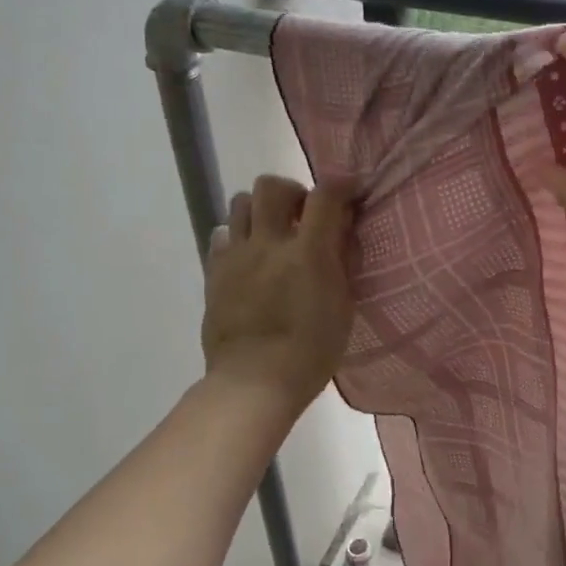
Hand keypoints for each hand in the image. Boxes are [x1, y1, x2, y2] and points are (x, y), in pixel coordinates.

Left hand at [201, 175, 356, 408]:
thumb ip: (341, 262)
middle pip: (271, 187)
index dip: (341, 184)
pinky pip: (221, 236)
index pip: (325, 195)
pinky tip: (250, 258)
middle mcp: (269, 243)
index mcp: (308, 253)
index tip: (351, 188)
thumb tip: (341, 230)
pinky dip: (237, 237)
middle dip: (292, 191)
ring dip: (260, 209)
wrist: (254, 382)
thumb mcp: (343, 307)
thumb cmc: (311, 352)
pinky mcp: (214, 273)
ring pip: (239, 203)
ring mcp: (236, 256)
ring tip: (273, 232)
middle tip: (304, 214)